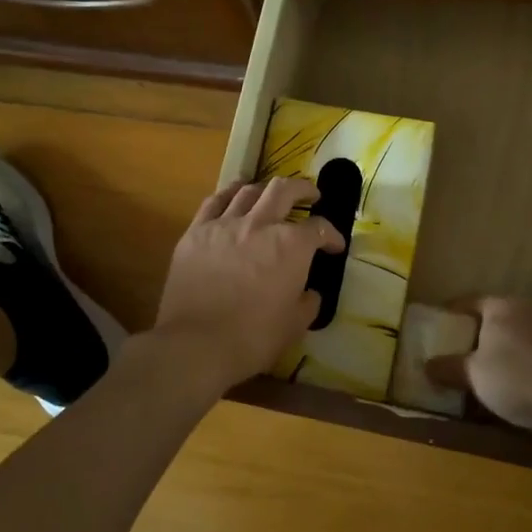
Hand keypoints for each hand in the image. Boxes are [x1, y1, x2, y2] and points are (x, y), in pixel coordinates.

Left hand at [153, 178, 343, 392]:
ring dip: (265, 189)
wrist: (196, 343)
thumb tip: (309, 292)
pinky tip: (234, 194)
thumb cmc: (254, 337)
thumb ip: (308, 302)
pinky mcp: (196, 232)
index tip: (335, 245)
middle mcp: (260, 224)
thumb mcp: (295, 325)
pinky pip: (214, 202)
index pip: (319, 229)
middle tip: (311, 195)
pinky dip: (229, 193)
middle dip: (303, 189)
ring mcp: (225, 224)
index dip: (332, 235)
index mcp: (292, 245)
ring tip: (270, 193)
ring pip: (248, 191)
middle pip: (284, 191)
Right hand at [428, 297, 531, 440]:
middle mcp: (531, 308)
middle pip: (501, 316)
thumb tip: (426, 365)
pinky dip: (531, 362)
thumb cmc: (514, 377)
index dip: (454, 311)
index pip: (472, 301)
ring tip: (496, 368)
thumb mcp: (472, 374)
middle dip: (484, 331)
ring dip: (510, 347)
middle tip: (466, 348)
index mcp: (503, 306)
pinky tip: (524, 382)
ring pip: (524, 333)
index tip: (442, 322)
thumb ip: (449, 367)